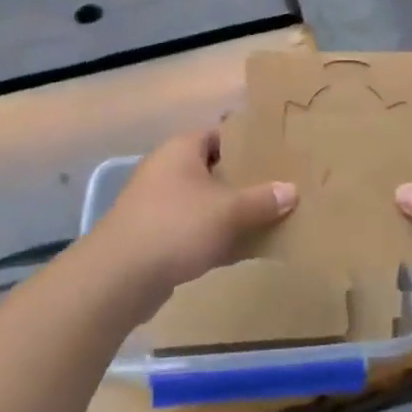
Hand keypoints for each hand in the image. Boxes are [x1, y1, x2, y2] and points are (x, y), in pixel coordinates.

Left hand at [88, 128, 296, 299]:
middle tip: (284, 187)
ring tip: (275, 218)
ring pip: (208, 203)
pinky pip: (199, 231)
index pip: (220, 134)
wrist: (120, 277)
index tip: (280, 152)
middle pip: (216, 169)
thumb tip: (291, 190)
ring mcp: (161, 206)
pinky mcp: (160, 238)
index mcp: (181, 150)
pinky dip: (222, 237)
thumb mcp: (228, 211)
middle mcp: (169, 171)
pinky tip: (251, 250)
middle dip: (248, 180)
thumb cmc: (176, 227)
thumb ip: (262, 200)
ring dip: (236, 212)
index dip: (249, 141)